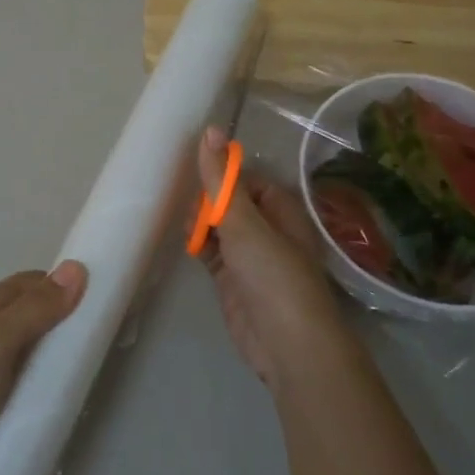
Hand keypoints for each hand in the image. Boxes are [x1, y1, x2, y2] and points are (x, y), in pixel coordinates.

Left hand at [0, 263, 87, 474]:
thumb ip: (35, 308)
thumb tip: (76, 268)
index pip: (35, 281)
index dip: (67, 287)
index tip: (102, 305)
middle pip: (29, 309)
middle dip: (61, 318)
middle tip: (95, 343)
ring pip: (21, 340)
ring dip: (47, 348)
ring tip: (75, 371)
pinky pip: (11, 368)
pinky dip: (32, 373)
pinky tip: (42, 393)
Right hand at [196, 127, 358, 389]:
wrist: (287, 344)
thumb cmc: (273, 275)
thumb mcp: (244, 222)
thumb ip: (222, 180)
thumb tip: (209, 130)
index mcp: (281, 210)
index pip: (248, 181)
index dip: (224, 178)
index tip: (199, 181)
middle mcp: (268, 230)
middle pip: (231, 204)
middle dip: (208, 202)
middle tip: (193, 213)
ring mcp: (250, 258)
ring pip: (220, 229)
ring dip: (201, 224)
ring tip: (187, 229)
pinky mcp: (233, 281)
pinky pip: (213, 253)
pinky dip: (200, 246)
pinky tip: (186, 244)